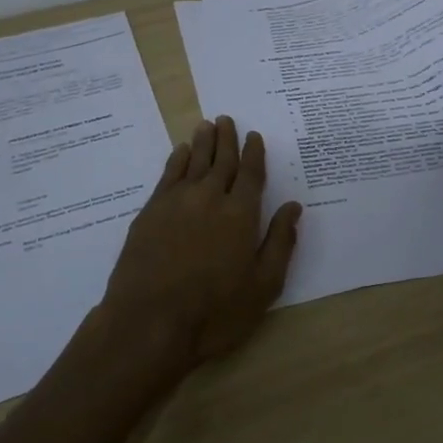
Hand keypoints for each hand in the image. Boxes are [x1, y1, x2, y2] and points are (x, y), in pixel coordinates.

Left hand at [98, 116, 302, 376]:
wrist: (149, 323)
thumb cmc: (215, 312)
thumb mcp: (263, 286)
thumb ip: (280, 242)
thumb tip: (293, 207)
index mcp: (241, 214)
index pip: (251, 174)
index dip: (254, 153)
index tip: (254, 135)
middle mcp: (210, 198)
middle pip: (221, 161)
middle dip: (227, 139)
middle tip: (227, 119)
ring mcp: (177, 202)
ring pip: (193, 162)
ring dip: (203, 142)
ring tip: (207, 124)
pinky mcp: (150, 212)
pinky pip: (168, 175)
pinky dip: (177, 159)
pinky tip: (180, 152)